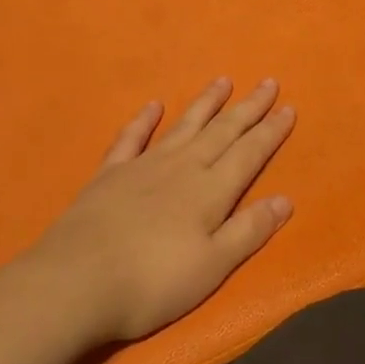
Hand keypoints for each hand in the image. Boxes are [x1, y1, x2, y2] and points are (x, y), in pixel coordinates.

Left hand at [30, 77, 296, 342]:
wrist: (76, 282)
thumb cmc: (152, 282)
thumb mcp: (212, 266)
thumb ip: (248, 230)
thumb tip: (285, 199)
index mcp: (211, 190)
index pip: (249, 153)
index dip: (271, 131)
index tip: (289, 108)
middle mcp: (182, 167)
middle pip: (223, 131)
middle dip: (248, 108)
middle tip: (268, 82)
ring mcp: (144, 166)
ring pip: (184, 126)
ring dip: (206, 103)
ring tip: (223, 81)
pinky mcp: (110, 174)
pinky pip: (132, 138)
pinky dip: (144, 120)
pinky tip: (154, 105)